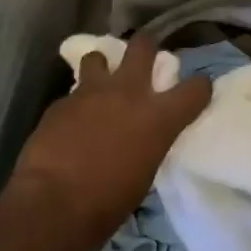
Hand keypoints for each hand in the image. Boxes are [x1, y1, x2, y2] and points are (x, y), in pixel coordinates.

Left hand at [5, 36, 210, 250]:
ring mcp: (92, 91)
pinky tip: (71, 122)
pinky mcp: (62, 100)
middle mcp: (129, 93)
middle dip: (146, 48)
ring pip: (100, 56)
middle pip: (144, 46)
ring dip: (102, 68)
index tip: (196, 92)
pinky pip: (74, 92)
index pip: (195, 89)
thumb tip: (143, 137)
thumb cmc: (106, 204)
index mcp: (158, 117)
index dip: (199, 87)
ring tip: (99, 86)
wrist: (51, 204)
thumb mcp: (144, 174)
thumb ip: (148, 143)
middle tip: (143, 62)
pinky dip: (77, 103)